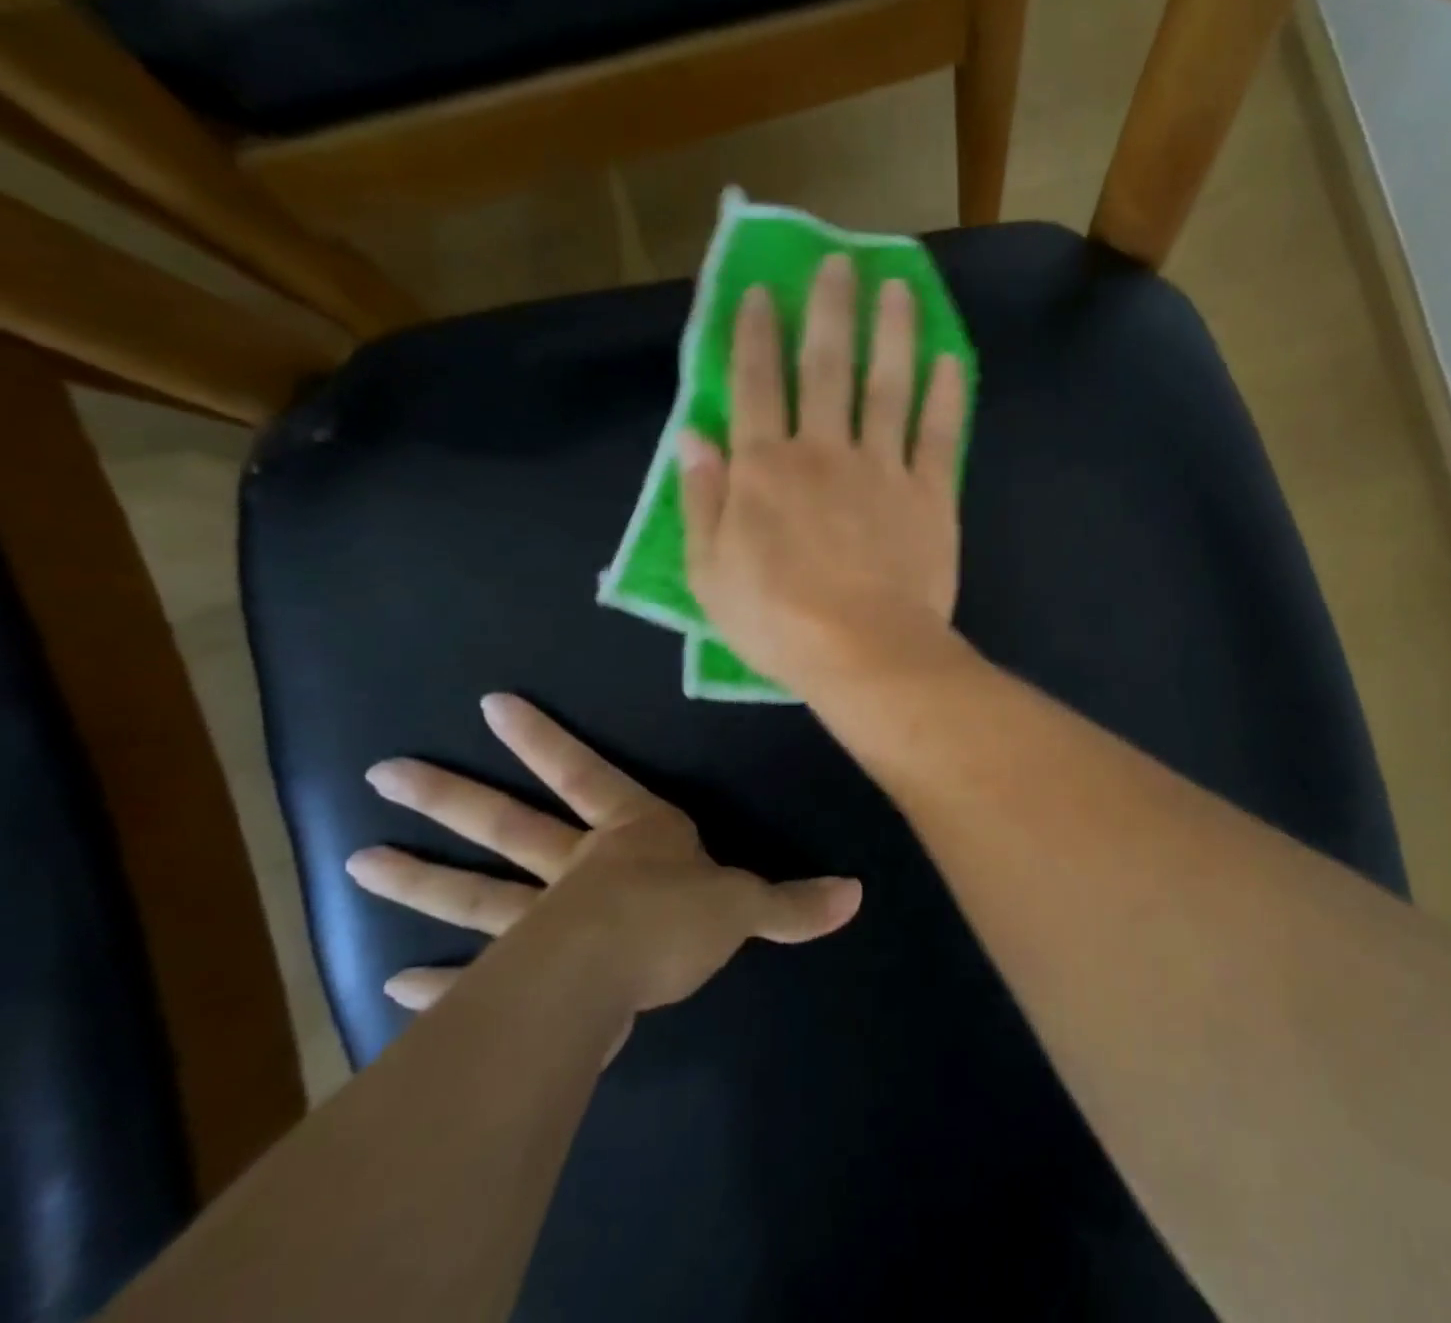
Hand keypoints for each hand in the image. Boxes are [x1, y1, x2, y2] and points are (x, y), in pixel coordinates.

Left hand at [346, 693, 860, 1016]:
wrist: (618, 977)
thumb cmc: (677, 918)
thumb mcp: (746, 906)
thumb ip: (793, 902)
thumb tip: (856, 894)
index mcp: (633, 835)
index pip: (588, 773)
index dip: (546, 739)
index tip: (490, 704)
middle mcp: (578, 866)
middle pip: (509, 825)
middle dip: (453, 798)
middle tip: (384, 775)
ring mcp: (541, 920)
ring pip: (475, 892)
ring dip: (421, 879)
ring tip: (357, 863)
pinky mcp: (524, 977)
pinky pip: (473, 975)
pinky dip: (437, 981)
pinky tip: (394, 984)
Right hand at [678, 254, 967, 703]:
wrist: (863, 650)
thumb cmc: (778, 621)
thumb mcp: (710, 571)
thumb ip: (701, 498)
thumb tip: (691, 435)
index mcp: (766, 468)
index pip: (756, 384)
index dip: (756, 333)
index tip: (763, 290)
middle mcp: (824, 451)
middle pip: (826, 367)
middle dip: (829, 309)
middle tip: (838, 260)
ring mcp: (883, 469)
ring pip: (887, 386)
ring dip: (892, 332)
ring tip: (898, 286)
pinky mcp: (931, 495)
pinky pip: (939, 436)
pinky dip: (945, 396)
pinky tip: (948, 359)